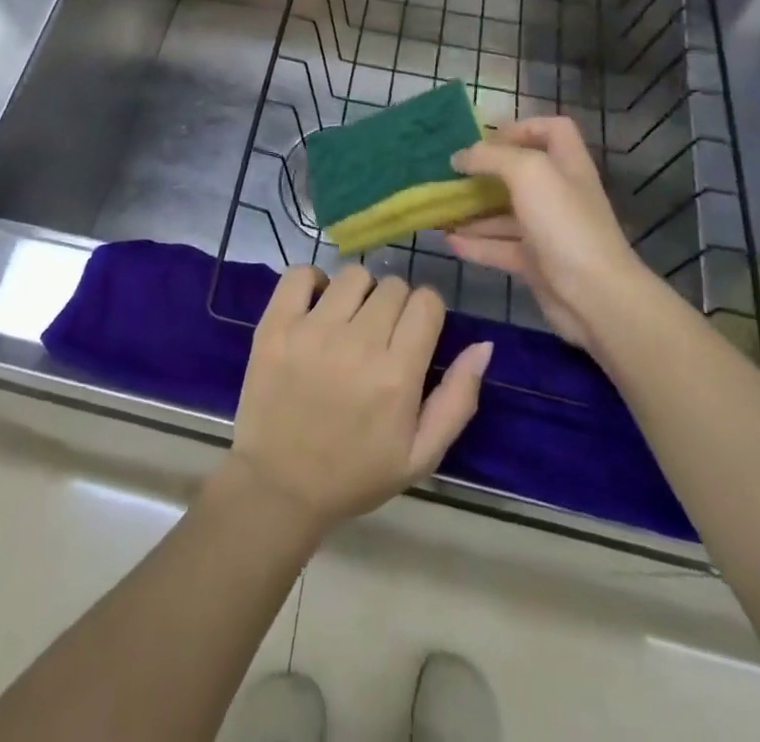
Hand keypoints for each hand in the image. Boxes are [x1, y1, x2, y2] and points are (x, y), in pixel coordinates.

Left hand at [221, 265, 492, 542]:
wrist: (279, 486)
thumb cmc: (355, 474)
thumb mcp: (421, 455)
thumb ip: (458, 399)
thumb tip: (484, 345)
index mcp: (396, 376)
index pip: (426, 302)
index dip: (426, 313)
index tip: (415, 332)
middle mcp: (357, 344)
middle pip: (393, 286)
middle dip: (395, 305)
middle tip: (381, 335)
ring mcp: (311, 331)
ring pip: (353, 275)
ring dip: (358, 293)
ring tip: (348, 321)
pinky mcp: (275, 325)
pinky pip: (300, 273)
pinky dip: (312, 282)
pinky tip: (315, 307)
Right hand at [446, 117, 646, 353]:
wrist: (595, 296)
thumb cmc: (563, 223)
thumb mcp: (528, 172)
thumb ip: (491, 157)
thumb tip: (459, 157)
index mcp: (566, 164)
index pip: (552, 130)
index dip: (522, 127)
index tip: (487, 139)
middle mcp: (559, 193)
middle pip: (521, 173)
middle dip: (485, 172)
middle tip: (451, 174)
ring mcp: (548, 230)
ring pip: (505, 213)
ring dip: (474, 211)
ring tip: (441, 209)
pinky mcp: (537, 263)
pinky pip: (500, 247)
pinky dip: (475, 244)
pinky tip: (448, 241)